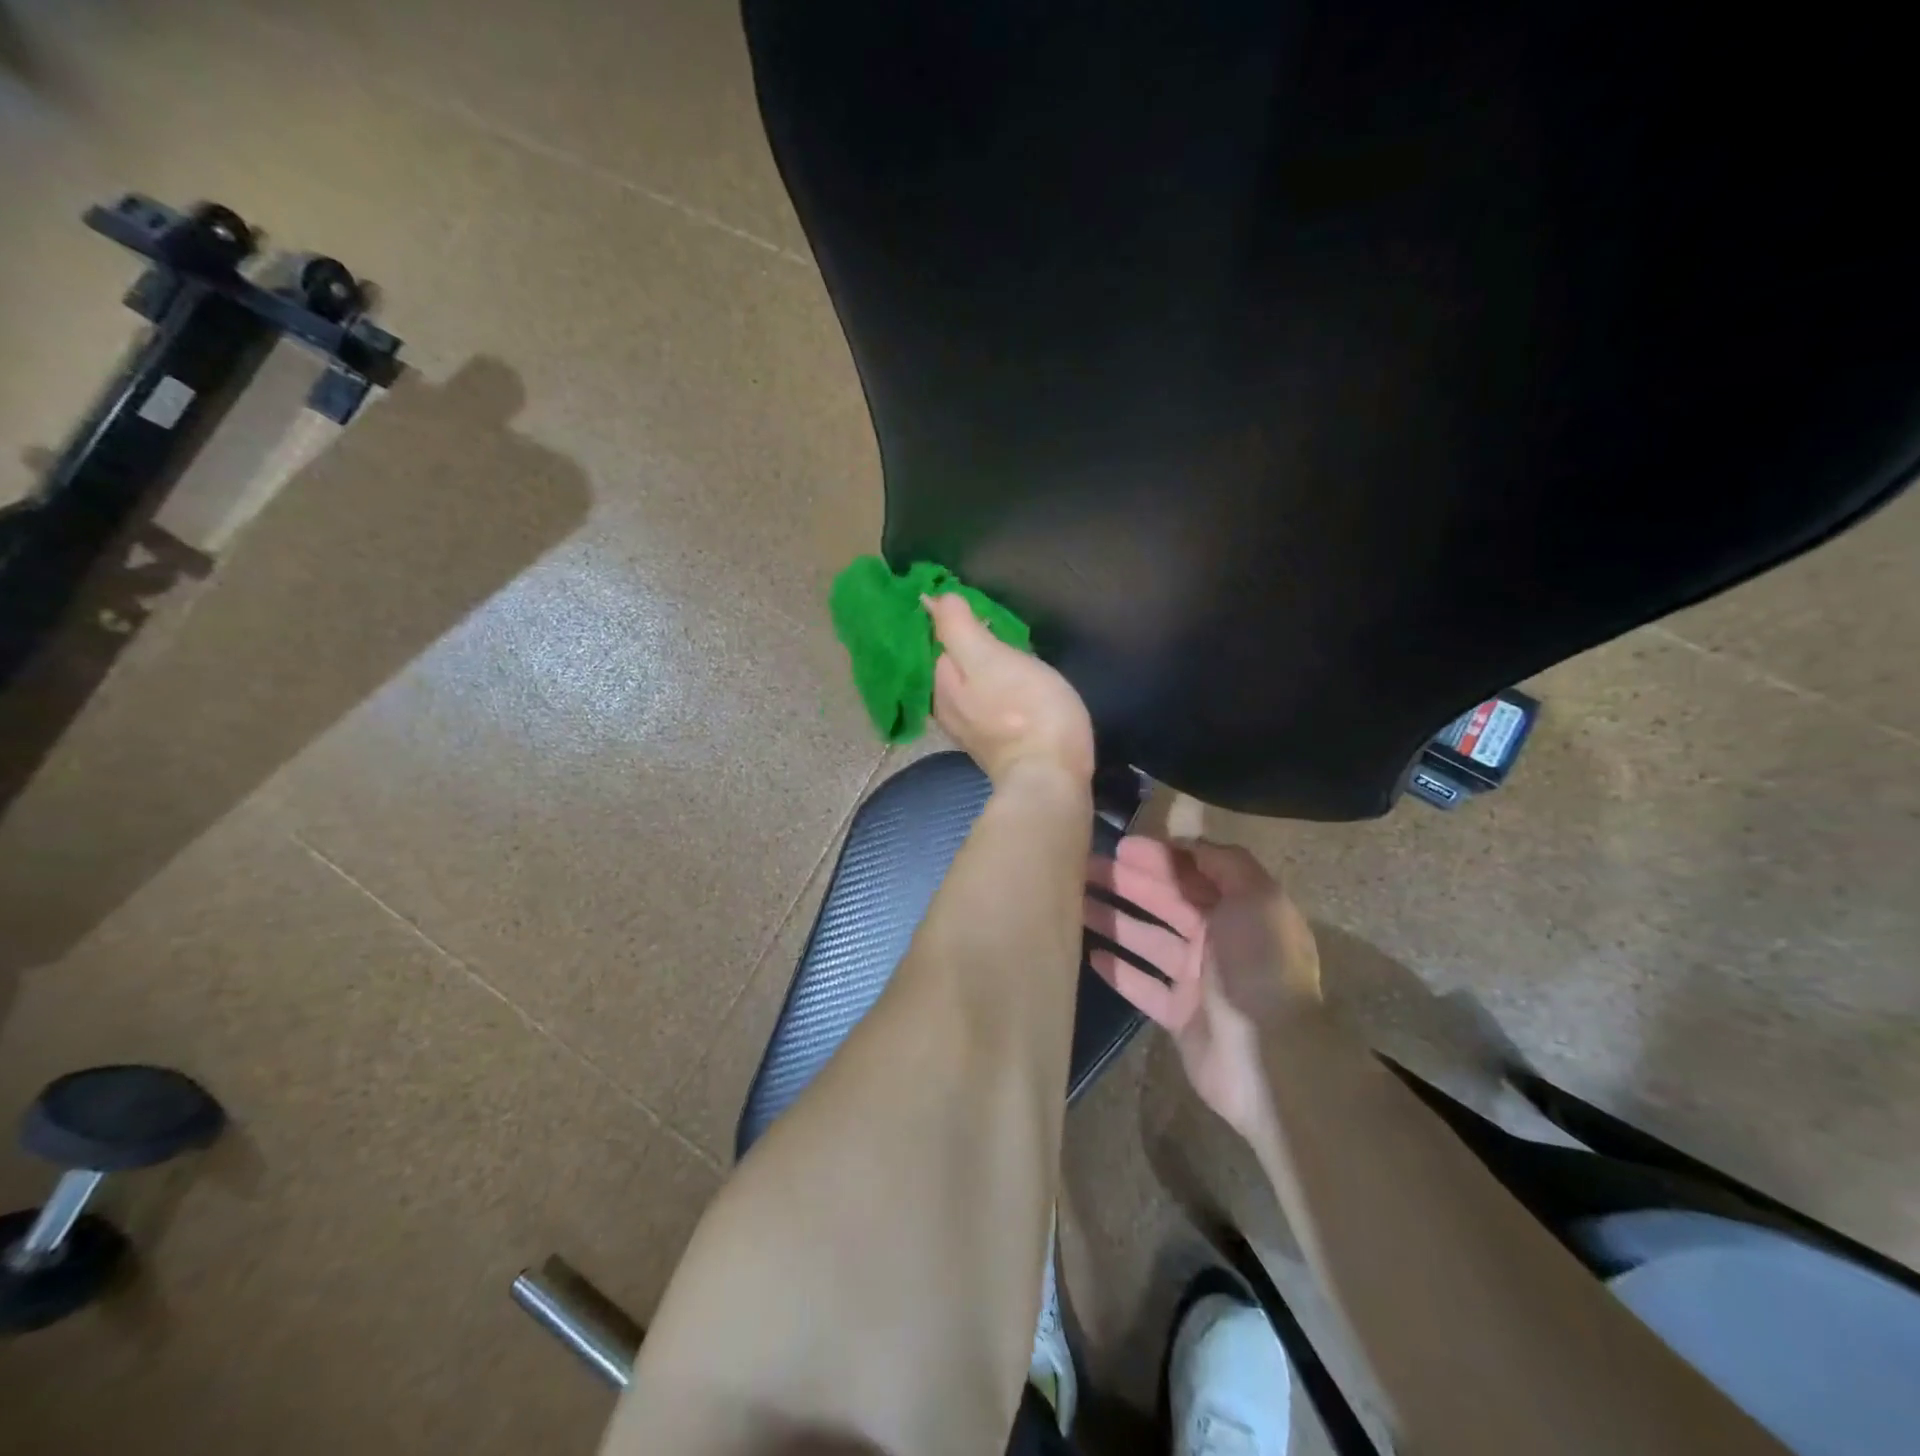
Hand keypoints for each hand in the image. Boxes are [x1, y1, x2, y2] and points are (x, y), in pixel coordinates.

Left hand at [924, 593, 1094, 788]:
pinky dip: (995, 687)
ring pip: (970, 683)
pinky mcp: (996, 742)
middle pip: (951, 663)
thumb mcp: (989, 659)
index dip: (951, 618)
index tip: (972, 603)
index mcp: (938, 685)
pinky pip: (987, 702)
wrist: (1051, 777)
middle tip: (993, 620)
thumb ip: (958, 628)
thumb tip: (934, 599)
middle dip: (965, 642)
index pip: (935, 640)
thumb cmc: (1024, 711)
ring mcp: (970, 728)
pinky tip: (1012, 681)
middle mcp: (946, 708)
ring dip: (982, 664)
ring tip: (1006, 644)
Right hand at [1084, 837, 1320, 1138]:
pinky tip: (1091, 954)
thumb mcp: (1255, 897)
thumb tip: (1186, 844)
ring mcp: (1198, 981)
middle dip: (1127, 883)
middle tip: (1083, 868)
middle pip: (1165, 903)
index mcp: (1240, 910)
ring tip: (1076, 904)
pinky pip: (1143, 986)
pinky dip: (1120, 970)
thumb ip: (1224, 863)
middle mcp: (1219, 940)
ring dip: (1114, 920)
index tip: (1119, 846)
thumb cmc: (1259, 965)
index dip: (1158, 858)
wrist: (1271, 1057)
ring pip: (1148, 940)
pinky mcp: (1179, 1016)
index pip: (1192, 874)